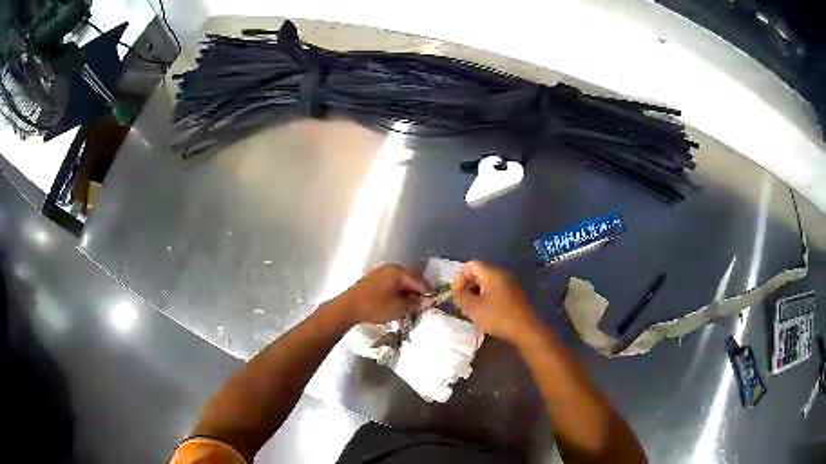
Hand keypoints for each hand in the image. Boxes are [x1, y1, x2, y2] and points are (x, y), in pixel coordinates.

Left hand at [336, 264, 431, 325]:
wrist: (347, 308)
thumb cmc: (375, 307)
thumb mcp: (399, 307)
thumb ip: (415, 303)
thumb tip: (426, 301)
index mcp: (399, 272)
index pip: (420, 279)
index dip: (429, 290)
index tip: (435, 299)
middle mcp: (391, 267)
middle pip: (411, 277)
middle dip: (419, 289)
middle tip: (425, 301)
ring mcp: (381, 272)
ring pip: (401, 280)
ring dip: (408, 290)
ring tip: (413, 303)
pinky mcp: (374, 279)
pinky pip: (392, 282)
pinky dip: (399, 290)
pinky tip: (399, 300)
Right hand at [451, 260, 541, 343]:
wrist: (525, 328)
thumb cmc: (497, 316)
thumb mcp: (473, 308)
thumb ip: (460, 297)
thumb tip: (457, 292)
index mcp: (492, 273)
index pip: (470, 265)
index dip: (460, 278)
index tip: (458, 294)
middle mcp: (502, 273)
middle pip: (479, 271)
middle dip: (468, 285)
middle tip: (464, 302)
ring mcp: (510, 282)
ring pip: (488, 281)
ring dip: (477, 292)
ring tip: (473, 308)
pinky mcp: (515, 293)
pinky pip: (496, 288)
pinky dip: (487, 295)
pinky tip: (486, 310)